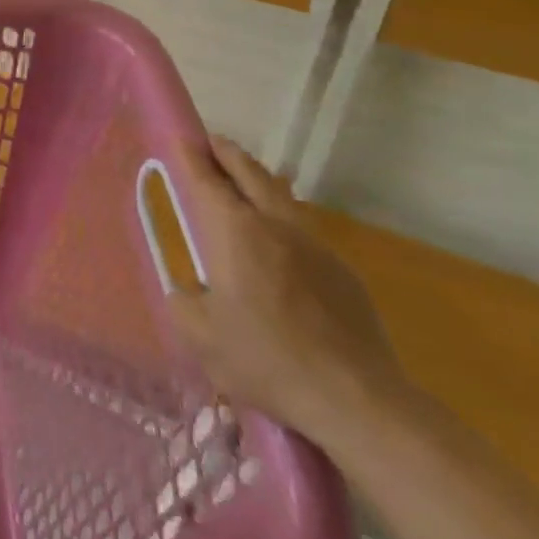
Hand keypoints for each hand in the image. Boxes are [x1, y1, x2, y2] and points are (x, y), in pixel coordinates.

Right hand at [165, 136, 414, 450]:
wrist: (357, 400)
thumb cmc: (266, 359)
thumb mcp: (200, 336)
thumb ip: (184, 302)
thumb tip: (189, 291)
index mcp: (236, 232)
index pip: (206, 180)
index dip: (190, 156)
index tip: (180, 138)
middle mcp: (276, 226)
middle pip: (251, 173)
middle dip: (228, 154)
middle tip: (210, 144)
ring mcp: (316, 247)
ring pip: (282, 196)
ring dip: (258, 181)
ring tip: (242, 183)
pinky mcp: (343, 274)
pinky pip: (303, 229)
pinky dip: (282, 218)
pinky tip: (277, 243)